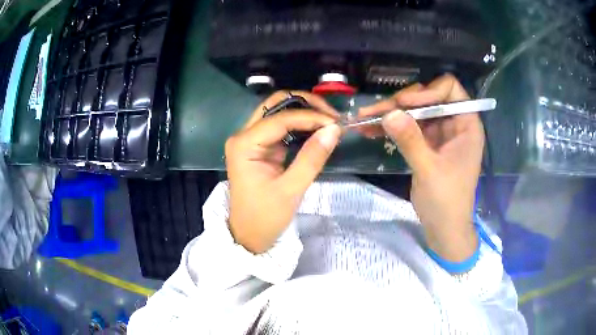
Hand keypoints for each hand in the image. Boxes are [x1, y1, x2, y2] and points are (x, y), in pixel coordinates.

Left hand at [225, 91, 341, 253]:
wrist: (249, 235)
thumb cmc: (265, 217)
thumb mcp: (291, 190)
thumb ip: (312, 157)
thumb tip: (334, 129)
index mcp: (244, 144)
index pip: (280, 118)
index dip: (310, 117)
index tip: (336, 123)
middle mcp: (244, 135)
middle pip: (275, 105)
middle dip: (305, 104)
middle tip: (331, 115)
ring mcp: (251, 140)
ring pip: (278, 112)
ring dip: (304, 112)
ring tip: (329, 121)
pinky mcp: (259, 147)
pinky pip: (281, 126)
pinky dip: (300, 125)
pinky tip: (317, 129)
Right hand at [359, 74, 483, 262]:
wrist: (444, 229)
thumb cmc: (446, 202)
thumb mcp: (429, 170)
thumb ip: (411, 140)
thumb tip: (389, 113)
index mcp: (466, 125)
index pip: (450, 90)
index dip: (428, 91)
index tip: (406, 104)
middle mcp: (453, 123)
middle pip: (427, 98)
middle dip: (401, 103)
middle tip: (375, 112)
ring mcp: (439, 133)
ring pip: (413, 112)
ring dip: (390, 114)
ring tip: (363, 118)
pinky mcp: (426, 144)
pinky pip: (408, 128)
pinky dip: (391, 128)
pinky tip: (369, 129)